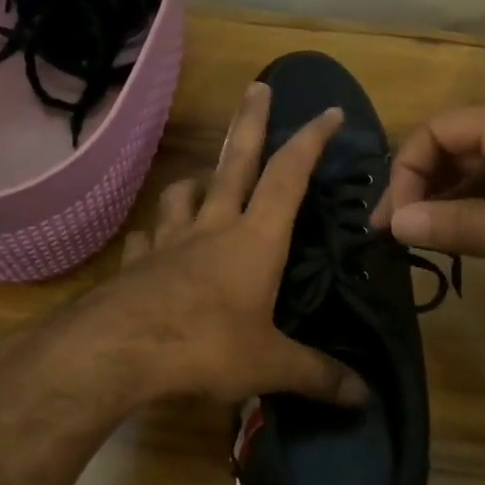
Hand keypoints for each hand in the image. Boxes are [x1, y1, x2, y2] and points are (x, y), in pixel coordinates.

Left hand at [61, 82, 368, 407]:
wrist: (118, 351)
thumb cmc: (205, 346)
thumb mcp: (269, 365)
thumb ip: (317, 376)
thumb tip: (365, 397)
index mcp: (255, 240)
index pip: (289, 176)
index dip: (311, 141)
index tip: (328, 111)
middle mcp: (212, 226)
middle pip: (234, 161)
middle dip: (250, 121)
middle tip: (257, 87)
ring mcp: (168, 240)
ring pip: (184, 193)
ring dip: (198, 179)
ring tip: (204, 180)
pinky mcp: (136, 262)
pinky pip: (147, 237)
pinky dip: (155, 233)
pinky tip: (154, 242)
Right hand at [371, 102, 484, 311]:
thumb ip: (454, 224)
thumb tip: (396, 222)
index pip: (438, 131)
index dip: (405, 173)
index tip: (391, 223)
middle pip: (460, 143)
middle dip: (423, 185)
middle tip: (401, 233)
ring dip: (452, 196)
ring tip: (430, 238)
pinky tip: (476, 235)